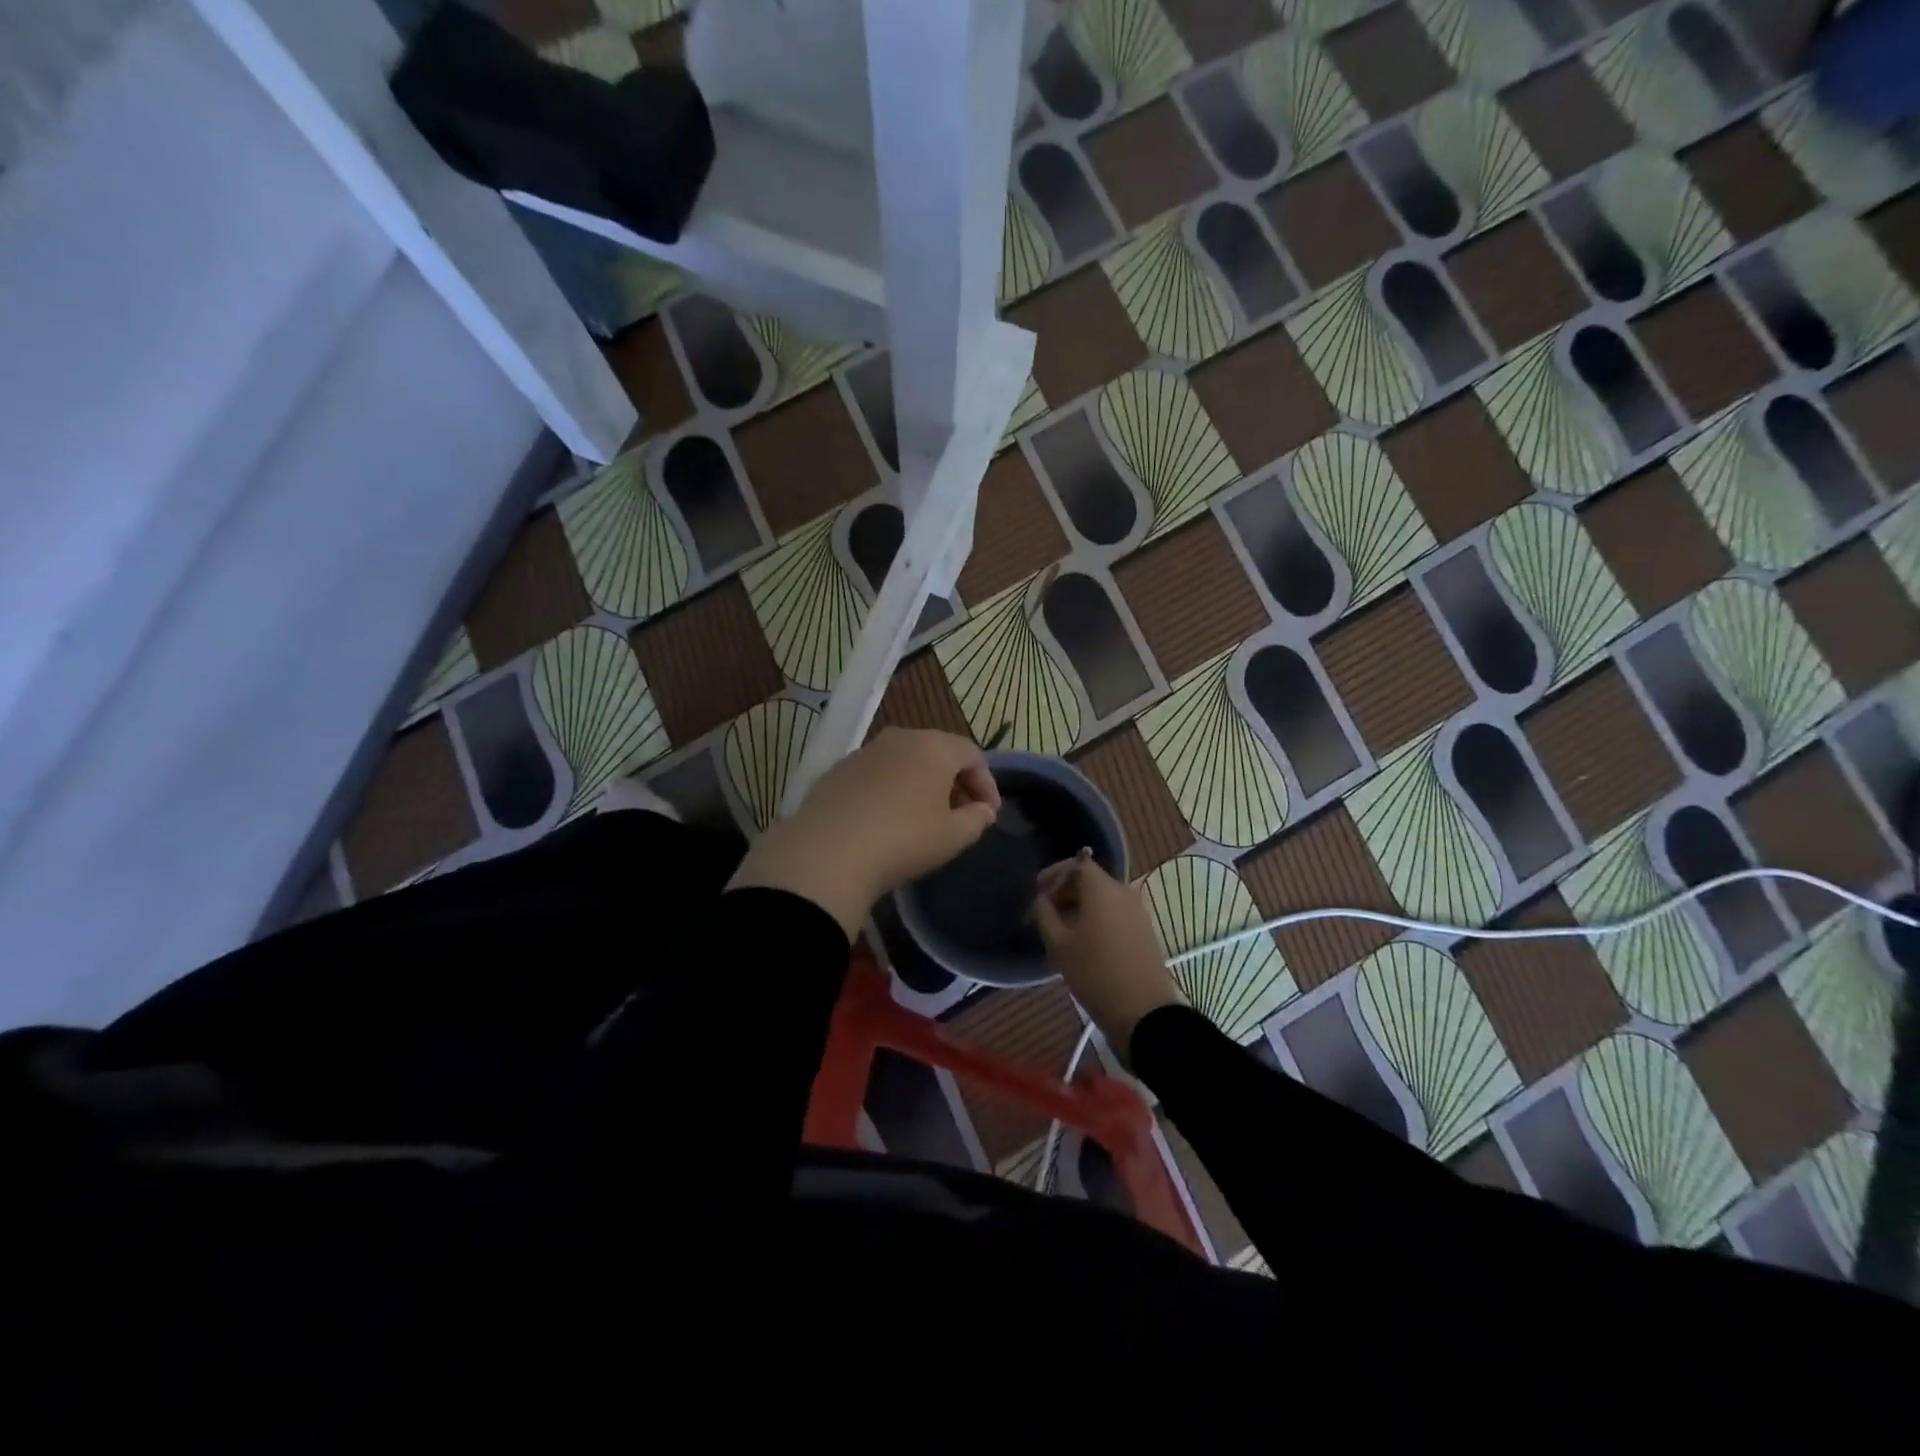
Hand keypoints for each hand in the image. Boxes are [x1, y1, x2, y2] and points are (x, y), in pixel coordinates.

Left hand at [729, 728, 1000, 936]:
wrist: (827, 853)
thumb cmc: (903, 840)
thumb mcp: (952, 837)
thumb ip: (976, 819)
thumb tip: (983, 810)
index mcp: (934, 747)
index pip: (972, 755)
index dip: (986, 783)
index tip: (988, 814)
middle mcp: (900, 738)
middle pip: (938, 752)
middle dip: (954, 782)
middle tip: (961, 814)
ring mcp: (865, 752)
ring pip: (905, 761)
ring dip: (921, 784)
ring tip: (924, 818)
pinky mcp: (837, 770)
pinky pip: (877, 774)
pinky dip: (891, 790)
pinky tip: (887, 820)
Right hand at [1032, 855, 1185, 1056]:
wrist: (1143, 1011)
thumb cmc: (1095, 973)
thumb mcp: (1058, 944)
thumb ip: (1045, 913)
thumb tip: (1042, 898)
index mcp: (1102, 888)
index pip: (1077, 863)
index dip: (1054, 874)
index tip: (1038, 891)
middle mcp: (1124, 891)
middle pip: (1091, 879)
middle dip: (1066, 890)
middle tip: (1046, 912)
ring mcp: (1138, 911)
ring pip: (1104, 897)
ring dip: (1081, 905)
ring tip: (1062, 929)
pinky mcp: (1144, 929)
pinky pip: (1116, 912)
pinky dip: (1098, 917)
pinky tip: (1084, 940)